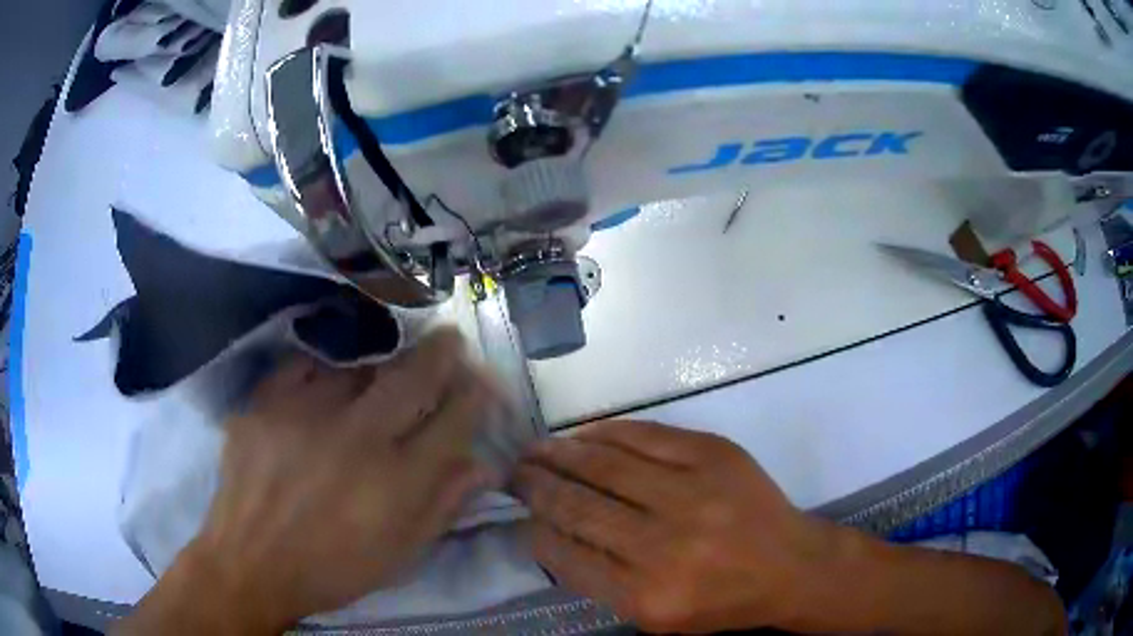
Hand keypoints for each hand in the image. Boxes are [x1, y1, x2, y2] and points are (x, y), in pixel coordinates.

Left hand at [124, 328, 505, 633]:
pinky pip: (303, 365)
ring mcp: (306, 413)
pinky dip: (323, 366)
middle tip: (450, 338)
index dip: (473, 396)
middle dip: (441, 353)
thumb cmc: (333, 568)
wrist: (251, 563)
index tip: (480, 381)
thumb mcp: (400, 554)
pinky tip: (327, 374)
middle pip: (412, 379)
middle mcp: (356, 438)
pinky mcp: (265, 402)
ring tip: (387, 365)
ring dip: (383, 362)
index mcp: (396, 482)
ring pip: (358, 367)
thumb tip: (482, 465)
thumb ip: (443, 506)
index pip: (452, 422)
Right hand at [513, 420, 828, 633]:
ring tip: (534, 450)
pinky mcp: (713, 455)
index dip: (535, 529)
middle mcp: (665, 546)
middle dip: (535, 486)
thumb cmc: (722, 601)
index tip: (520, 514)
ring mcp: (692, 493)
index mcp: (647, 597)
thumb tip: (549, 532)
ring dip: (559, 454)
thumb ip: (601, 581)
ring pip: (603, 465)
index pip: (567, 555)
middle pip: (578, 506)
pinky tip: (581, 436)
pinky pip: (643, 436)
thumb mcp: (657, 616)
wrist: (790, 565)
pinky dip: (604, 434)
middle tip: (512, 472)